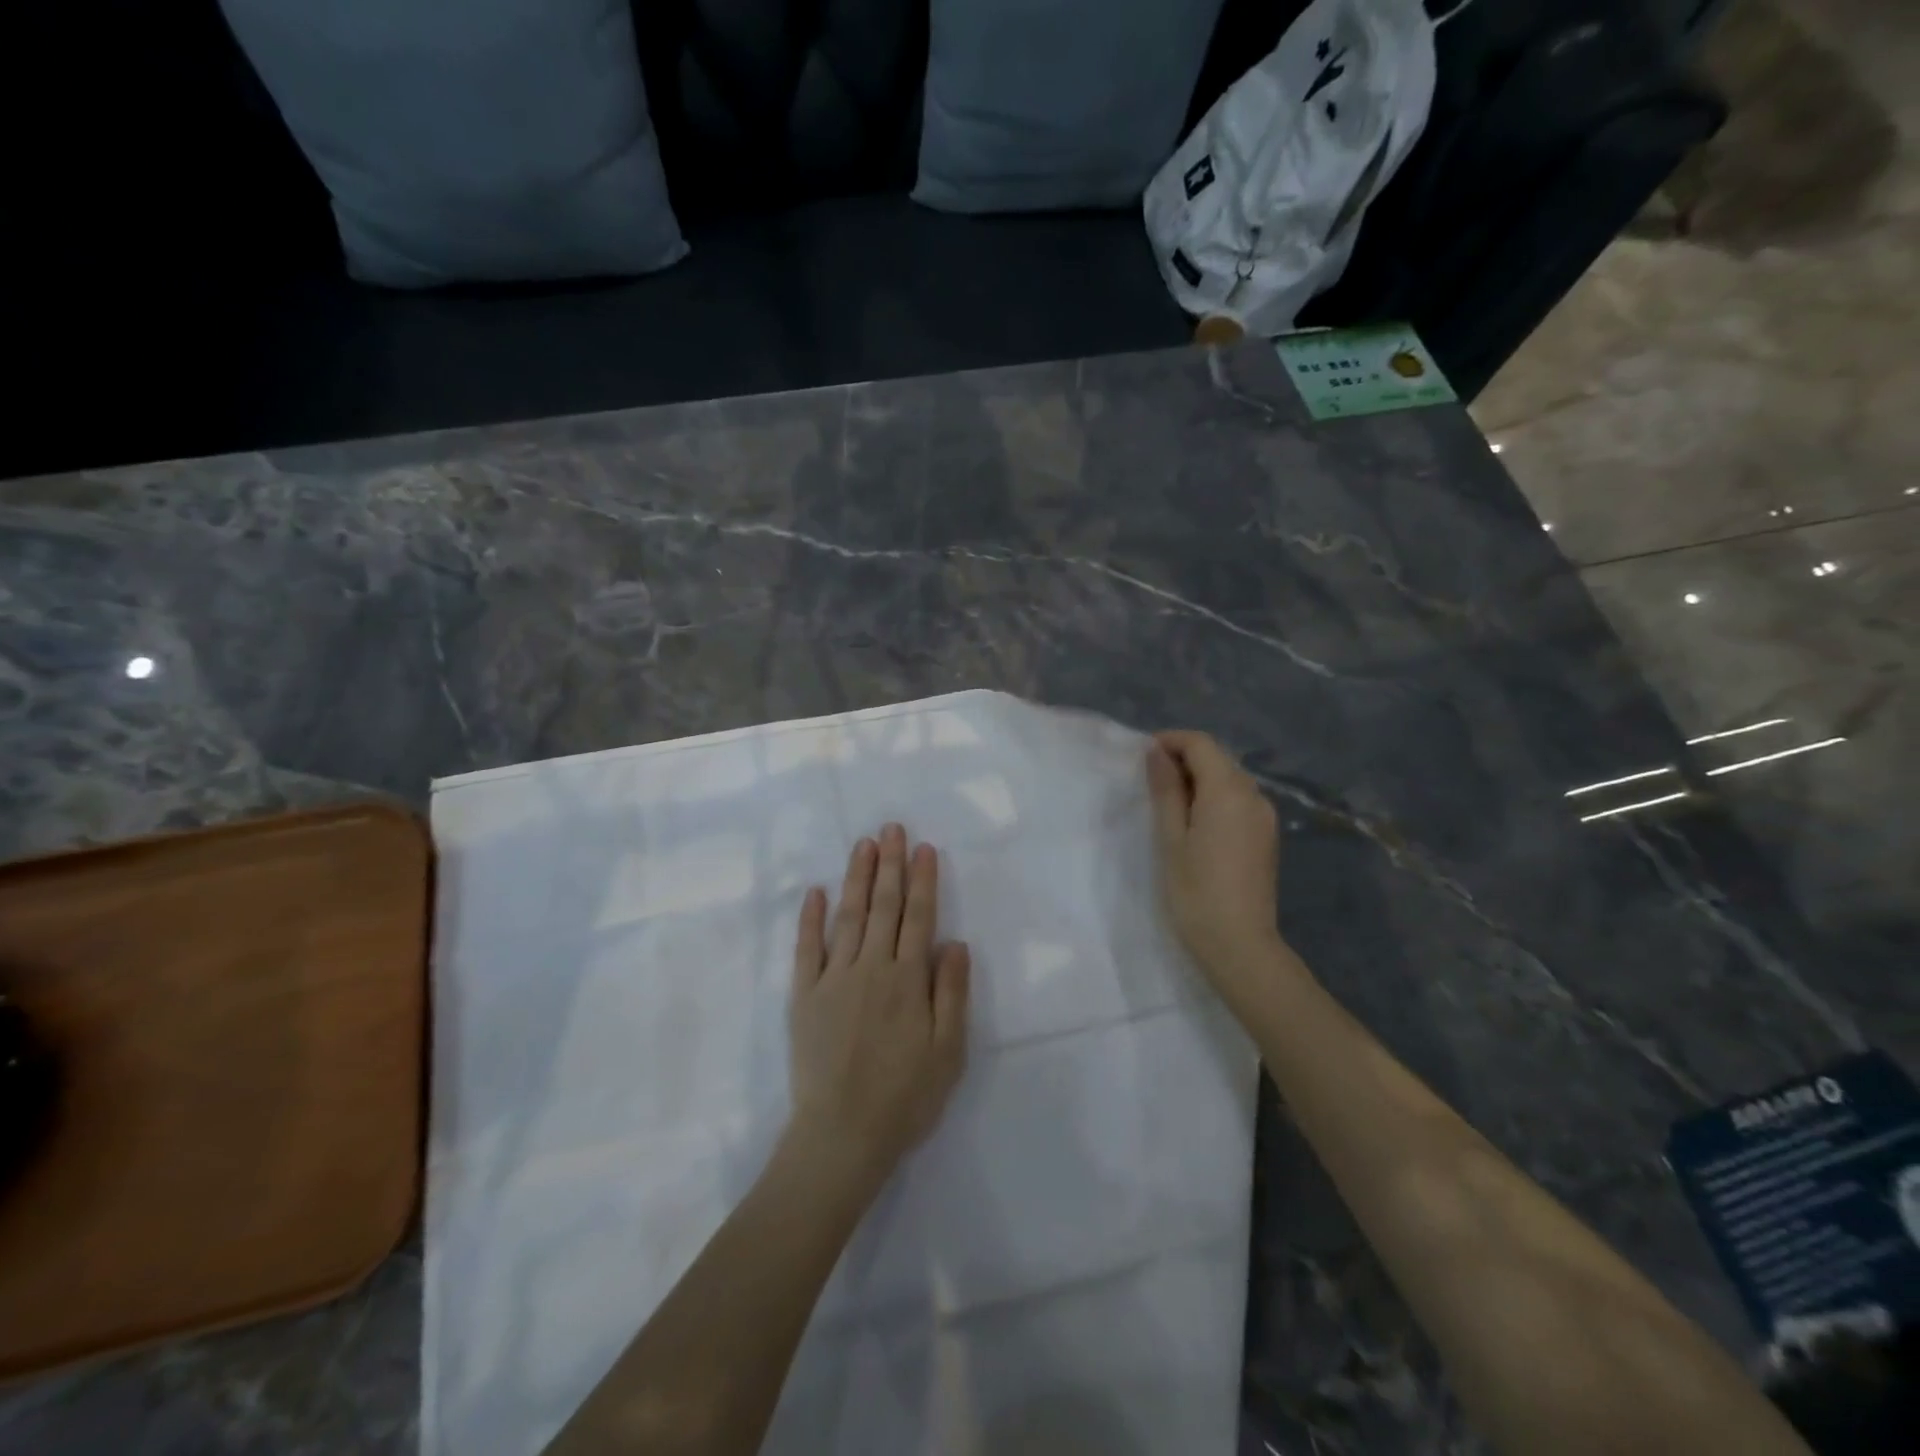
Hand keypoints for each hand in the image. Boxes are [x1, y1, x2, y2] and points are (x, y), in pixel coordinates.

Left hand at [787, 825, 970, 1187]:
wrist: (842, 1136)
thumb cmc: (905, 1097)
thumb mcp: (948, 1051)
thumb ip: (951, 992)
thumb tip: (955, 941)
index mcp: (907, 979)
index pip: (918, 917)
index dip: (922, 880)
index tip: (923, 848)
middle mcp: (870, 968)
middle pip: (883, 906)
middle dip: (889, 865)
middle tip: (890, 828)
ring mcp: (833, 979)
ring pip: (848, 916)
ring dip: (857, 878)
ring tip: (863, 845)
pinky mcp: (804, 996)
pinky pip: (806, 948)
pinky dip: (810, 918)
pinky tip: (814, 891)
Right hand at [1146, 731, 1284, 989]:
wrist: (1239, 945)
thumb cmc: (1195, 891)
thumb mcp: (1171, 838)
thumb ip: (1166, 790)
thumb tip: (1157, 752)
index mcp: (1229, 791)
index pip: (1201, 744)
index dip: (1171, 741)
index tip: (1142, 757)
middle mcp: (1254, 795)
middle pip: (1218, 758)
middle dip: (1184, 759)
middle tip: (1149, 782)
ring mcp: (1265, 816)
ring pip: (1229, 780)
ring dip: (1199, 780)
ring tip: (1168, 805)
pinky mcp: (1267, 836)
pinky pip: (1239, 801)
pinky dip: (1214, 799)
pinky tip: (1194, 824)